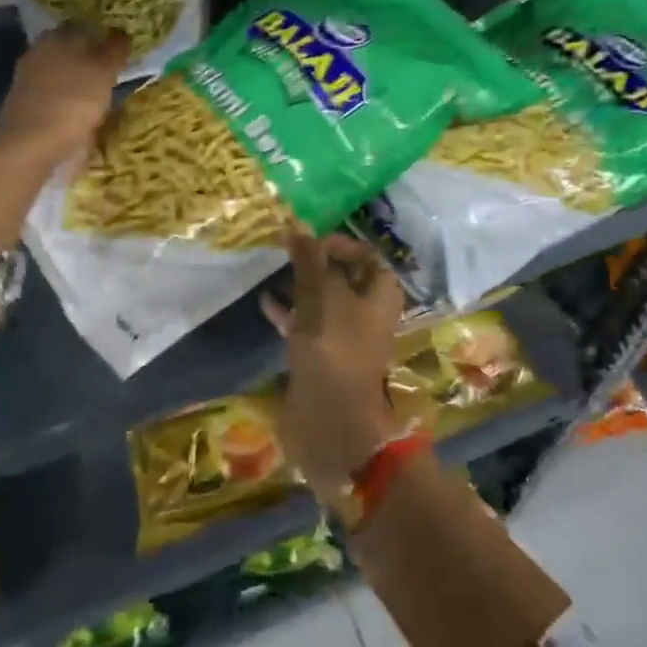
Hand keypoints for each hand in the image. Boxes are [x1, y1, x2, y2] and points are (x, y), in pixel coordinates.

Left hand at [0, 24, 129, 173]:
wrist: (32, 146)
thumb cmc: (72, 102)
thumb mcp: (103, 72)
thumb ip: (115, 50)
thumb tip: (123, 33)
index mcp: (57, 38)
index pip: (83, 26)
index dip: (103, 33)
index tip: (122, 46)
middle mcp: (40, 53)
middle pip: (72, 50)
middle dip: (92, 57)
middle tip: (117, 70)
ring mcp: (30, 81)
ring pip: (63, 73)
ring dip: (81, 80)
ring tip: (105, 94)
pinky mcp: (28, 106)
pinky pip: (56, 95)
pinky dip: (71, 100)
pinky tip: (85, 112)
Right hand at [262, 229, 404, 496]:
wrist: (331, 420)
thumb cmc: (332, 349)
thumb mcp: (320, 298)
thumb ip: (309, 261)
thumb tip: (298, 225)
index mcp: (380, 294)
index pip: (363, 254)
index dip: (336, 244)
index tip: (304, 243)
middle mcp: (369, 311)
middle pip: (341, 276)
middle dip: (313, 264)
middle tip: (283, 254)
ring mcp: (347, 335)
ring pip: (323, 300)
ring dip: (299, 287)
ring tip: (271, 274)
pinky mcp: (326, 355)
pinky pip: (309, 325)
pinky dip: (290, 312)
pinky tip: (266, 305)